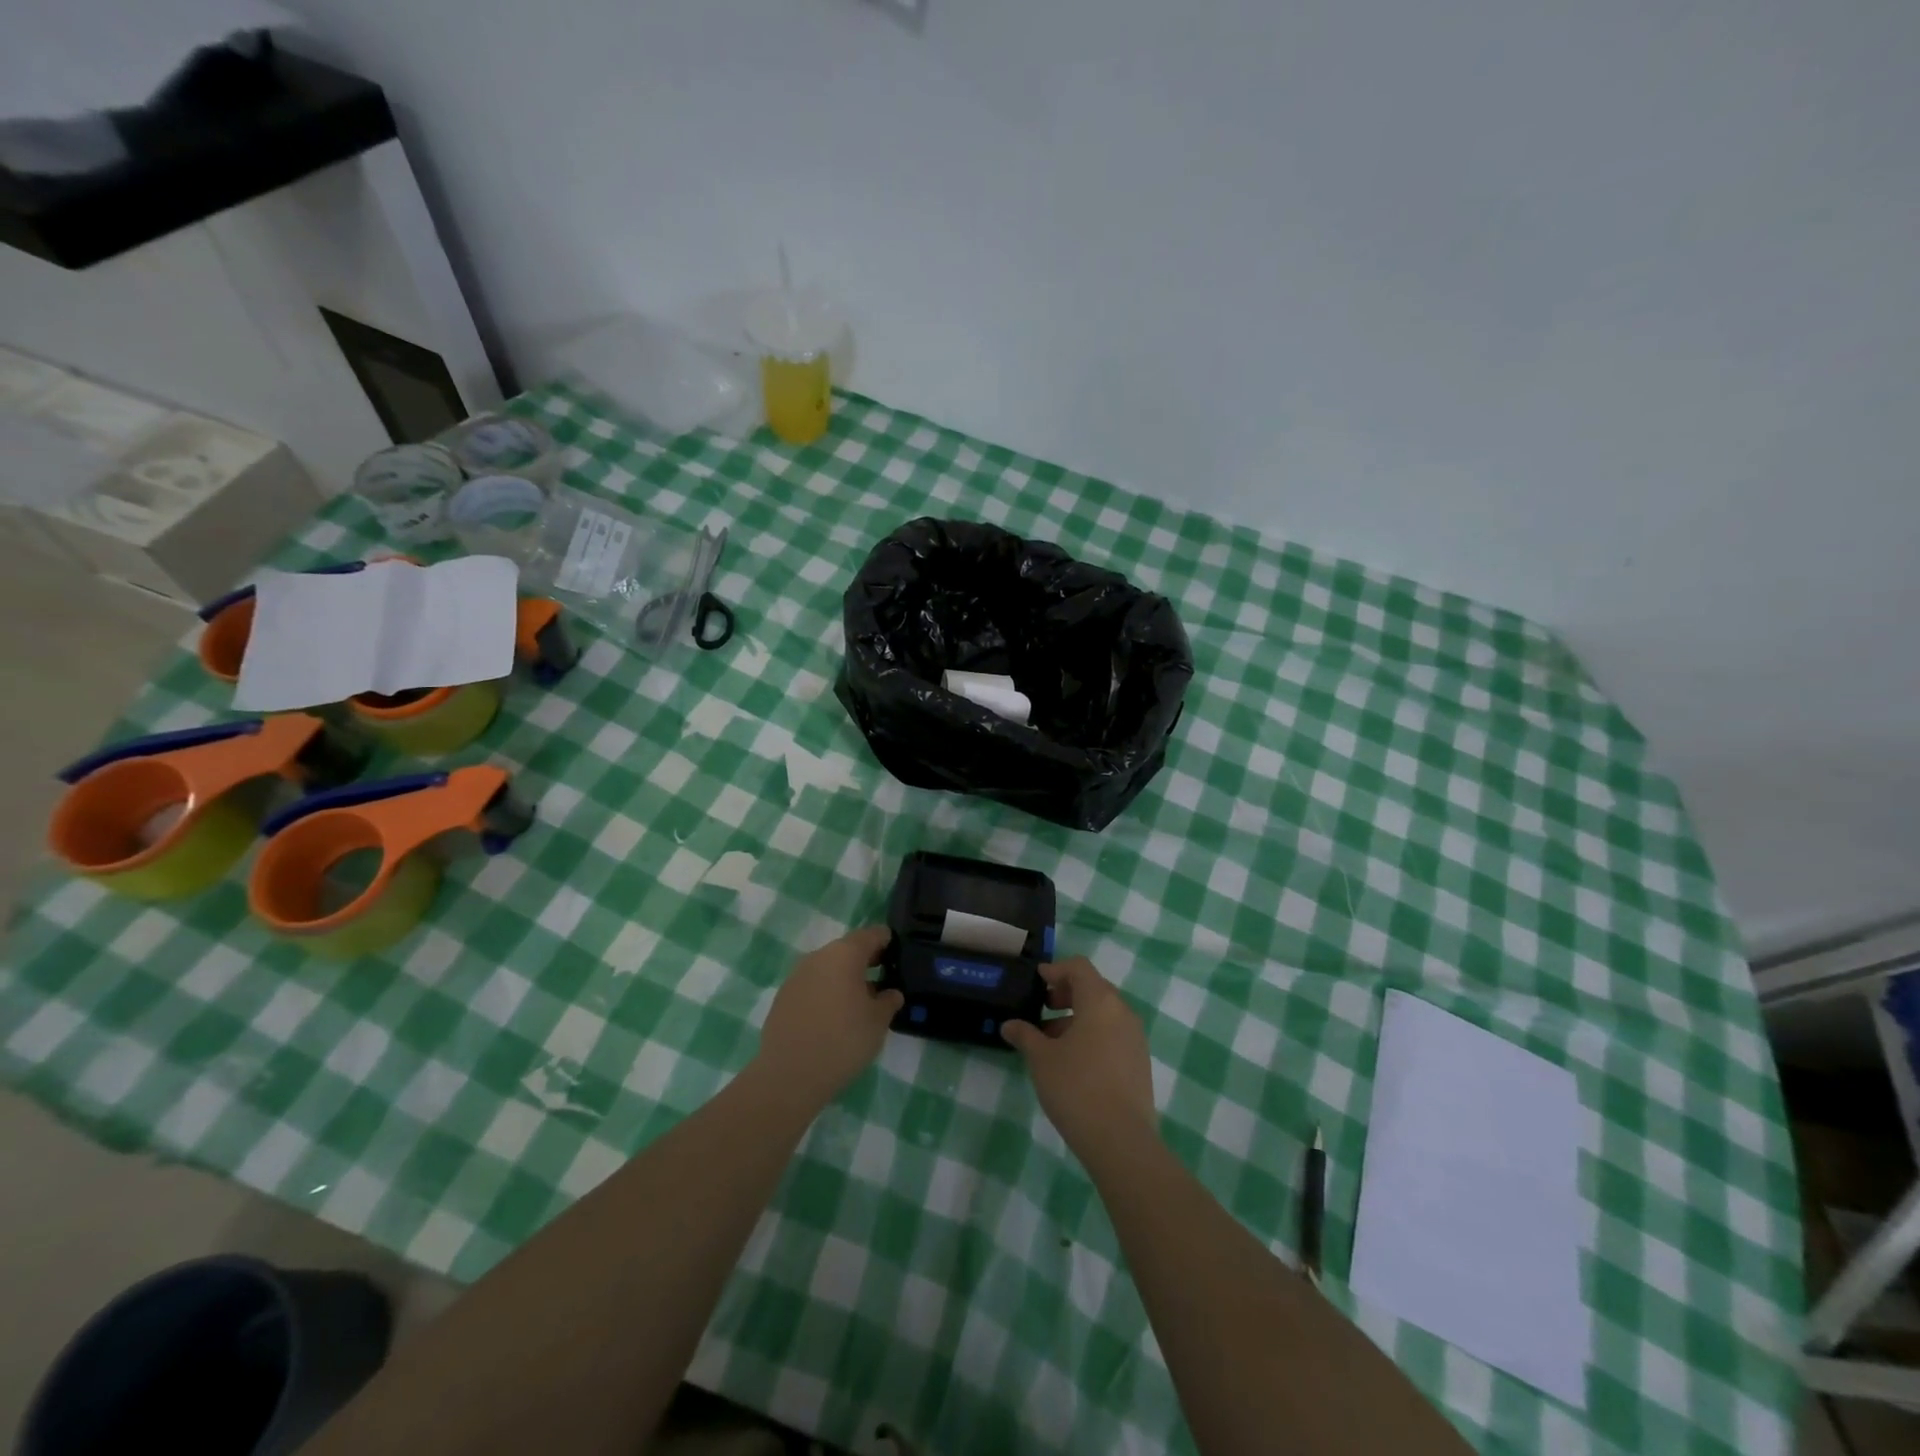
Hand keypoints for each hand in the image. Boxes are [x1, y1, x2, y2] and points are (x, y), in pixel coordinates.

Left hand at [754, 926, 903, 1106]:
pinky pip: (812, 986)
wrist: (789, 1075)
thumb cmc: (843, 1040)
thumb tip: (891, 993)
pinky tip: (832, 1017)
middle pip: (847, 949)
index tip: (897, 954)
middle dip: (865, 961)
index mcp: (845, 954)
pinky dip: (825, 993)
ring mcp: (797, 976)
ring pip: (828, 968)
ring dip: (844, 978)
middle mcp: (819, 956)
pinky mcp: (783, 997)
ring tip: (858, 1003)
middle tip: (882, 980)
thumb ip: (889, 1001)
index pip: (871, 935)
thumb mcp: (878, 1022)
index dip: (886, 941)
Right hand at [1002, 957, 1156, 1163]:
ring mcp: (1135, 1037)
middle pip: (1093, 987)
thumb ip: (1025, 1035)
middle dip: (1066, 994)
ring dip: (1077, 1017)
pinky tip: (1072, 1060)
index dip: (1055, 969)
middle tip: (1042, 1007)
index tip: (1037, 982)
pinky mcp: (1139, 1061)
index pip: (1079, 967)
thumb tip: (1009, 1025)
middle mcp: (1122, 1011)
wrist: (1121, 1141)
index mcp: (1100, 1000)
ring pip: (1104, 1013)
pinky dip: (1092, 1035)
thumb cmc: (1076, 1088)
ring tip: (1050, 1040)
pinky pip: (1113, 1034)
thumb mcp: (1042, 1059)